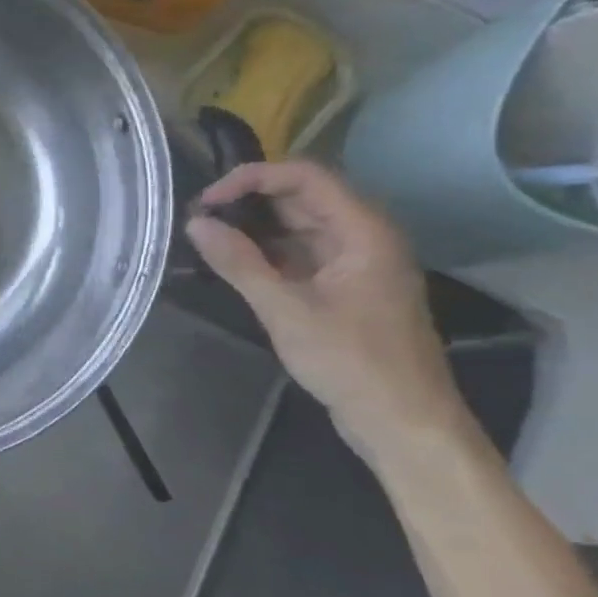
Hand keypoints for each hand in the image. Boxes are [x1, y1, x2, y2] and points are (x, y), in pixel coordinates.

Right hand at [185, 161, 463, 455]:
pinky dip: (265, 253)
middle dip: (248, 201)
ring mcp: (354, 263)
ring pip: (298, 227)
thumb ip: (239, 263)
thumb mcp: (286, 310)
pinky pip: (300, 254)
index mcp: (363, 232)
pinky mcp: (343, 288)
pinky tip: (231, 263)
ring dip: (253, 228)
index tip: (205, 201)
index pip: (305, 177)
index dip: (252, 178)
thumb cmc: (351, 361)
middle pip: (302, 198)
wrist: (402, 419)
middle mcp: (363, 238)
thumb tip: (195, 224)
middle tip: (197, 219)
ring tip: (206, 238)